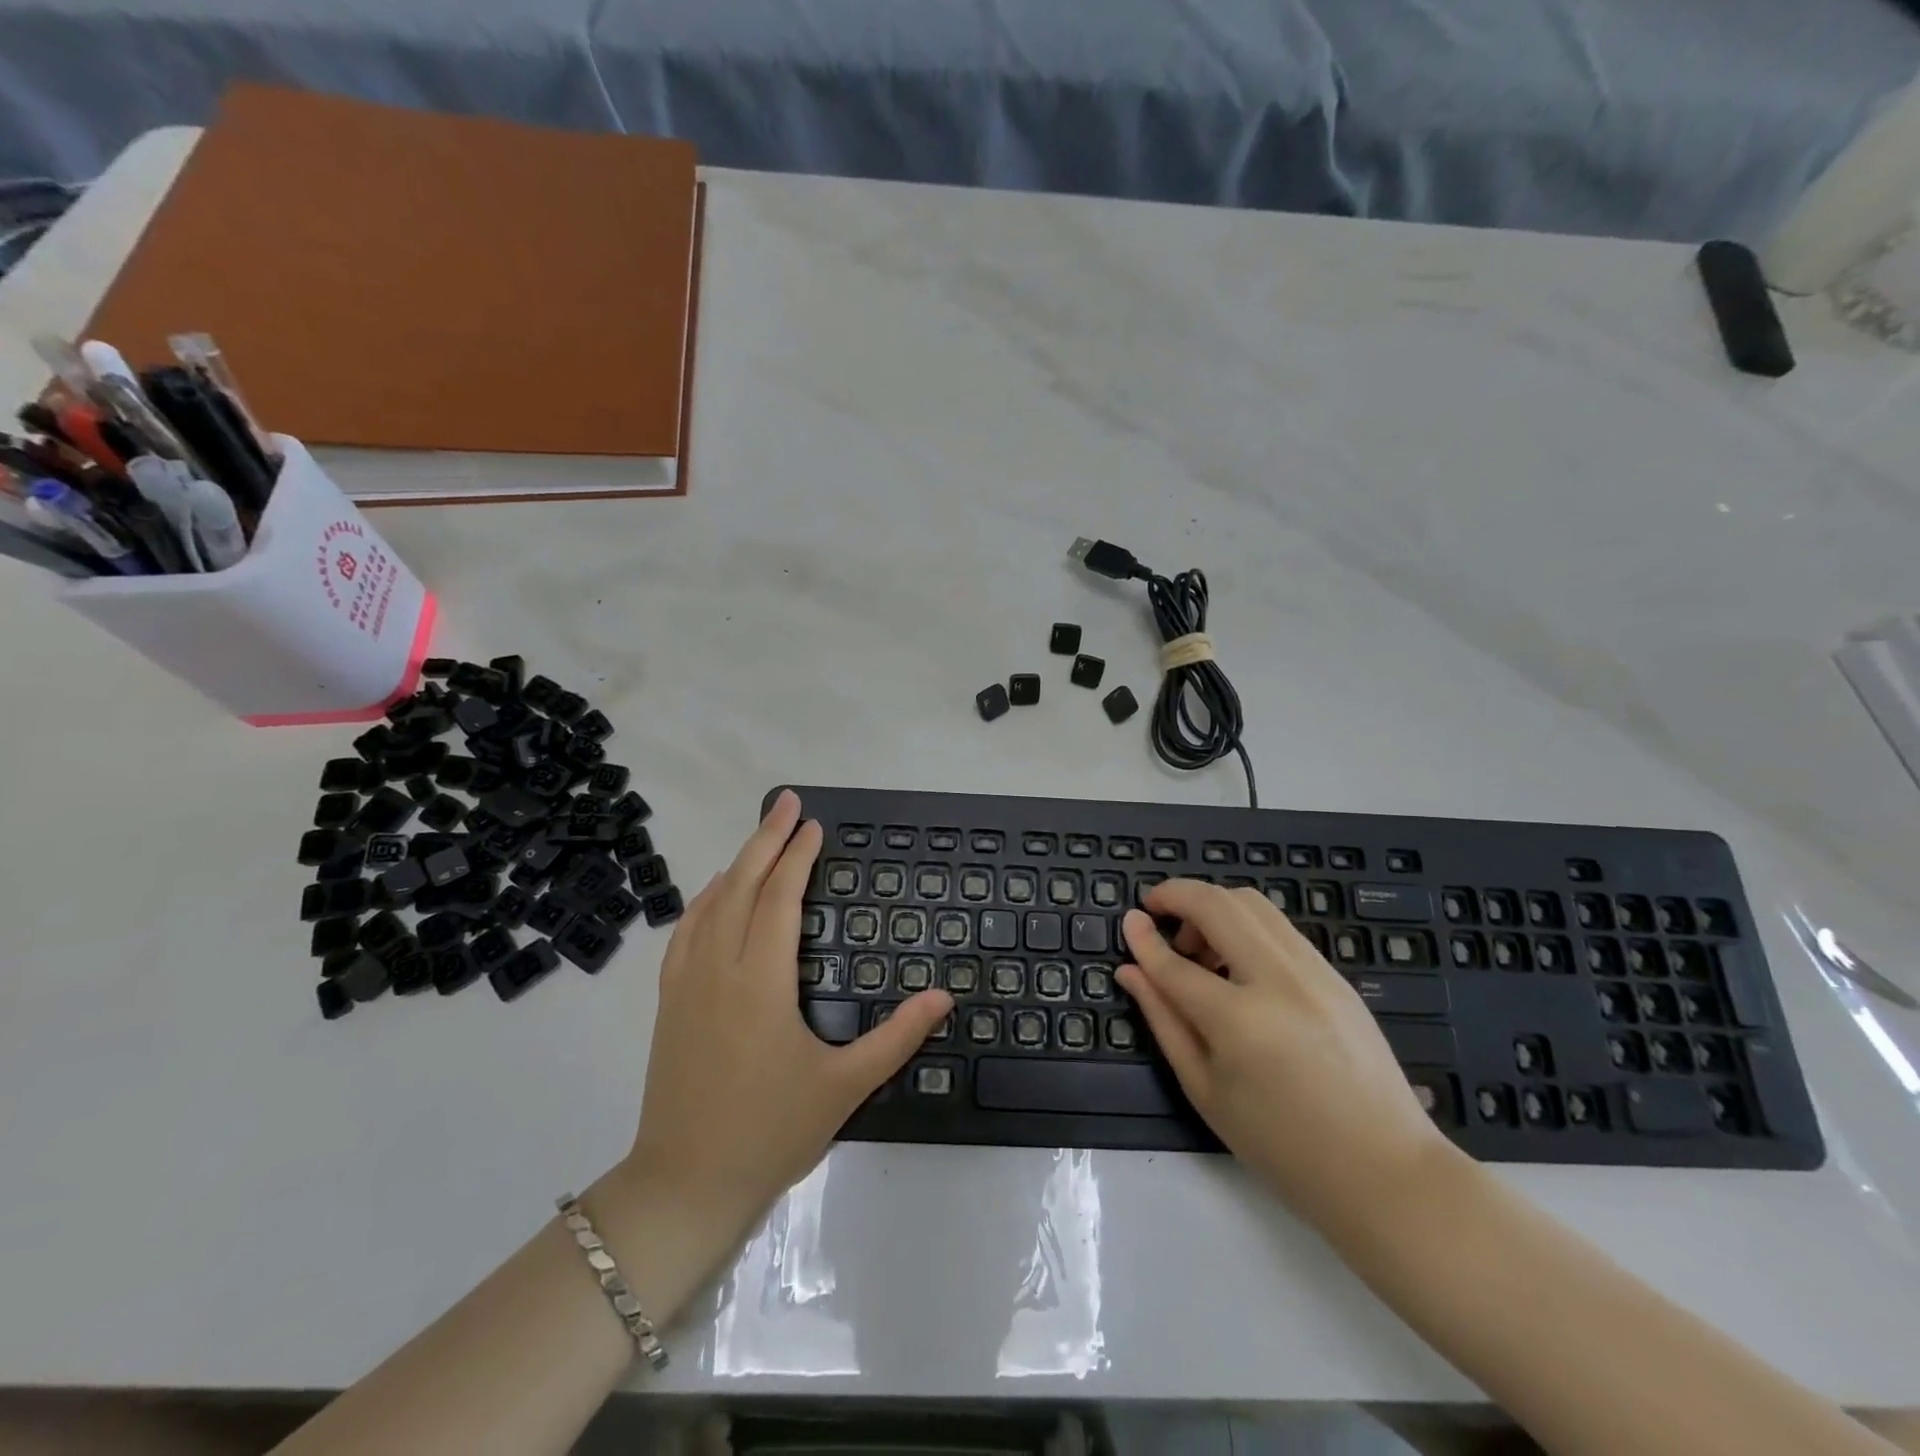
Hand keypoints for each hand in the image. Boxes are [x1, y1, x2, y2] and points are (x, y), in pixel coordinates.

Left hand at [619, 790, 952, 1245]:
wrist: (685, 1183)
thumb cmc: (770, 1131)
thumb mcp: (845, 1086)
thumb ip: (898, 1037)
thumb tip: (944, 996)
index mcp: (761, 981)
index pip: (780, 898)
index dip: (797, 856)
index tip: (813, 825)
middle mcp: (719, 968)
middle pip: (742, 885)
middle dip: (766, 838)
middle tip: (787, 802)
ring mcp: (686, 983)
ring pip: (710, 903)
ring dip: (737, 862)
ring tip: (760, 836)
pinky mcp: (669, 1002)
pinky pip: (686, 932)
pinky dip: (704, 900)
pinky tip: (715, 893)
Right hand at [1117, 881, 1454, 1232]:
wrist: (1385, 1171)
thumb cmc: (1282, 1145)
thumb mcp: (1205, 1089)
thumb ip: (1164, 1020)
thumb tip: (1130, 970)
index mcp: (1239, 1021)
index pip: (1175, 963)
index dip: (1143, 938)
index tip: (1127, 919)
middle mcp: (1278, 980)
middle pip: (1218, 904)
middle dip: (1178, 894)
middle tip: (1157, 912)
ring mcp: (1314, 971)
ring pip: (1252, 903)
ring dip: (1213, 907)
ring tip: (1198, 947)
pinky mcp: (1335, 974)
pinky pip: (1278, 926)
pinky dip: (1244, 924)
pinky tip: (1236, 963)